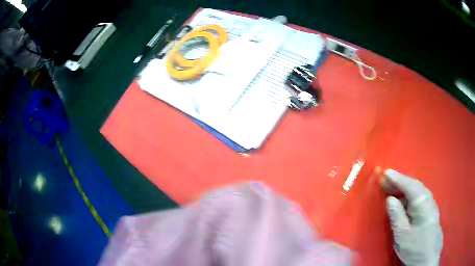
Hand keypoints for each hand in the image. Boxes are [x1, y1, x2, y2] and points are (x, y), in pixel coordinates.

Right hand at [382, 169, 442, 265]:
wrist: (428, 259)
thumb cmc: (415, 247)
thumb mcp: (402, 235)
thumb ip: (396, 215)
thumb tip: (390, 199)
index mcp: (422, 203)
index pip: (410, 185)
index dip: (397, 178)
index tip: (385, 173)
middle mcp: (429, 200)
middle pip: (414, 186)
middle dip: (400, 182)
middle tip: (385, 181)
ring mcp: (431, 206)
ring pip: (417, 192)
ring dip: (404, 189)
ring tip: (392, 189)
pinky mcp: (430, 213)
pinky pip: (419, 199)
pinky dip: (409, 197)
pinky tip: (403, 201)